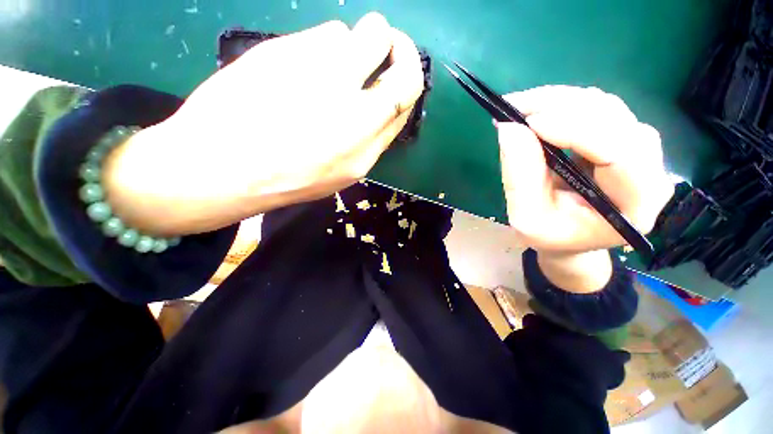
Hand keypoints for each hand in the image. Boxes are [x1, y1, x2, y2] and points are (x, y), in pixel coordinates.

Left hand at [105, 13, 423, 233]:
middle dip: (400, 49)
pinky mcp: (289, 51)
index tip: (398, 70)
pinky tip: (298, 66)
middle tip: (387, 46)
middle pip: (403, 67)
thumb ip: (366, 142)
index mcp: (364, 151)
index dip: (407, 80)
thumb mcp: (338, 175)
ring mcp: (324, 79)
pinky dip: (322, 44)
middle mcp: (355, 115)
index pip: (405, 101)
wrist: (220, 170)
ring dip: (356, 44)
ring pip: (366, 35)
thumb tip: (380, 103)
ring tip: (328, 66)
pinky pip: (326, 32)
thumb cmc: (284, 179)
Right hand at [497, 86, 673, 290]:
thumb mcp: (526, 216)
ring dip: (562, 100)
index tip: (526, 121)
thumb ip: (520, 176)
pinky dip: (566, 104)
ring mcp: (642, 152)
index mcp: (634, 204)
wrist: (570, 239)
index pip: (617, 152)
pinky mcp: (624, 140)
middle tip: (515, 105)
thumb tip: (508, 127)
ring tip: (523, 106)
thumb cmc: (550, 236)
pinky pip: (600, 109)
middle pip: (616, 119)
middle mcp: (651, 172)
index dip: (573, 129)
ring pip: (608, 107)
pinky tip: (540, 111)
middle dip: (561, 106)